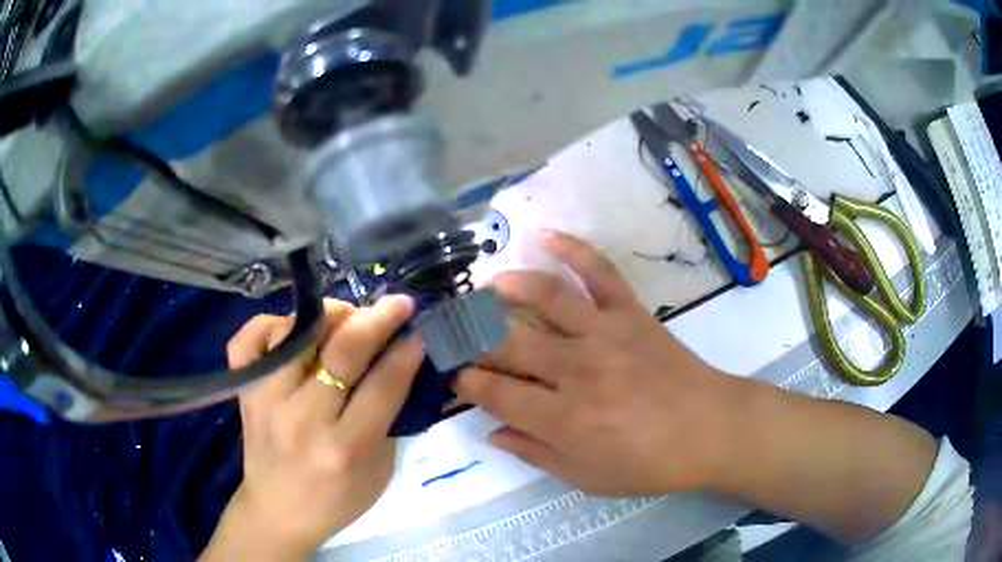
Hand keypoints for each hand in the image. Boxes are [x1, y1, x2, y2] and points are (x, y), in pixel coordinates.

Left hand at [201, 297, 423, 560]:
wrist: (277, 512)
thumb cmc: (336, 500)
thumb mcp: (379, 470)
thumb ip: (389, 418)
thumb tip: (399, 363)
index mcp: (344, 449)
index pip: (382, 385)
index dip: (406, 351)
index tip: (419, 330)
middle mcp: (302, 419)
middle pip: (342, 351)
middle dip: (378, 319)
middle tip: (398, 304)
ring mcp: (265, 400)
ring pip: (296, 332)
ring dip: (329, 315)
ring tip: (347, 317)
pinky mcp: (244, 391)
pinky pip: (248, 338)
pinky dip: (273, 323)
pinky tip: (294, 331)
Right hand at [454, 231, 742, 495]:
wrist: (709, 429)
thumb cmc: (648, 463)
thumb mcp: (586, 477)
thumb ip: (534, 453)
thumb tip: (491, 432)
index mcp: (563, 418)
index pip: (494, 391)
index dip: (466, 382)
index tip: (455, 376)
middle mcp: (576, 369)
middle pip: (508, 341)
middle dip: (473, 335)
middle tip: (458, 332)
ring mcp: (605, 333)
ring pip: (545, 297)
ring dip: (506, 286)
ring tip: (484, 288)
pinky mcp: (631, 313)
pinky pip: (599, 271)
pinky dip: (573, 248)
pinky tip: (545, 235)